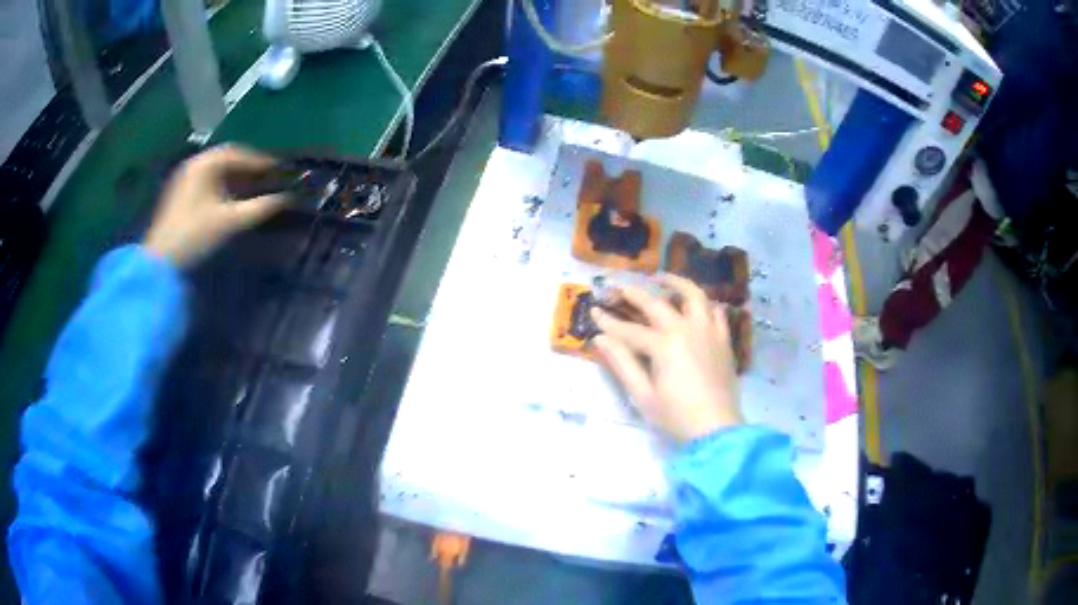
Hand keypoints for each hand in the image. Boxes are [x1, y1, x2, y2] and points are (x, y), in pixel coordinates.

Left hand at [143, 145, 285, 267]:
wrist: (160, 263)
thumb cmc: (195, 236)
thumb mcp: (231, 221)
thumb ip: (261, 207)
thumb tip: (288, 198)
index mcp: (205, 163)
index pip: (240, 153)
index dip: (262, 162)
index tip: (281, 171)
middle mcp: (194, 164)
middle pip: (228, 160)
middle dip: (250, 170)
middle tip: (269, 180)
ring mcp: (185, 179)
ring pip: (217, 172)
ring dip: (237, 179)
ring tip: (255, 191)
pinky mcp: (180, 195)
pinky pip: (208, 183)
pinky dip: (223, 188)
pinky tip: (233, 200)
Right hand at [591, 274, 742, 443]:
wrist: (716, 429)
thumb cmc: (676, 416)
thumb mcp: (643, 395)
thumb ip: (621, 363)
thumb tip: (600, 339)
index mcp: (664, 344)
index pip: (629, 329)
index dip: (609, 322)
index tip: (593, 312)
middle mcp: (687, 329)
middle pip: (656, 304)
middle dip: (633, 293)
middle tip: (617, 286)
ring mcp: (708, 331)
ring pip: (693, 295)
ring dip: (675, 283)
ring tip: (661, 278)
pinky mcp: (723, 340)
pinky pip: (716, 312)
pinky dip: (705, 304)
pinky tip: (696, 306)